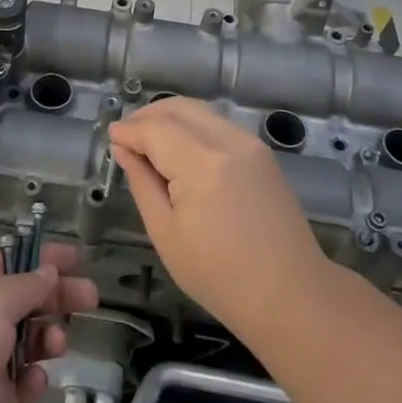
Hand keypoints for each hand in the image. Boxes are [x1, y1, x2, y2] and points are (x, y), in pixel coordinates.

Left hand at [0, 243, 97, 402]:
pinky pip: (21, 385)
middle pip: (26, 298)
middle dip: (58, 297)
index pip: (13, 259)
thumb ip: (28, 285)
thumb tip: (48, 272)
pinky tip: (34, 381)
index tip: (76, 259)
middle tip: (91, 298)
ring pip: (28, 341)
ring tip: (57, 344)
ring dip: (48, 338)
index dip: (44, 257)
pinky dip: (32, 381)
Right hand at [110, 98, 325, 337]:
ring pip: (199, 111)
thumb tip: (124, 148)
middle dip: (147, 116)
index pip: (155, 130)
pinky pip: (217, 124)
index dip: (129, 130)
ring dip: (169, 117)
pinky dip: (192, 126)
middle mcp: (227, 141)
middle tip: (126, 136)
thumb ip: (142, 183)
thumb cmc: (220, 276)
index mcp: (202, 164)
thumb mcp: (166, 234)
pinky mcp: (261, 151)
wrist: (290, 294)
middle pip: (178, 108)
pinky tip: (179, 149)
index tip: (111, 138)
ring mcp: (249, 143)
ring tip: (148, 142)